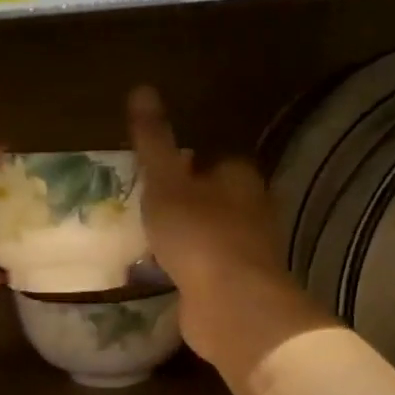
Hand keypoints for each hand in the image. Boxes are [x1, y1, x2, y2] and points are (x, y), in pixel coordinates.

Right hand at [128, 87, 331, 389]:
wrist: (229, 304)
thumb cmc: (198, 234)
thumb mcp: (166, 182)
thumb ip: (154, 142)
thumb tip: (142, 89)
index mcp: (240, 178)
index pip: (214, 161)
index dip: (184, 165)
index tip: (154, 175)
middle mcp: (252, 210)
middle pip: (214, 199)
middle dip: (185, 203)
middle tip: (145, 208)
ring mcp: (247, 252)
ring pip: (211, 235)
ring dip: (185, 238)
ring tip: (147, 241)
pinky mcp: (236, 286)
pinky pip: (206, 269)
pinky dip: (187, 269)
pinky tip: (162, 273)